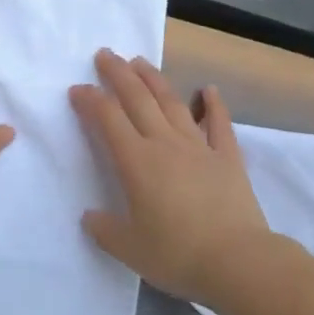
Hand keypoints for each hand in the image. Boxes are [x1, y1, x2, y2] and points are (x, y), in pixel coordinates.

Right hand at [70, 50, 271, 305]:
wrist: (237, 260)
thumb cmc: (178, 255)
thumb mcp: (130, 250)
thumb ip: (105, 230)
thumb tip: (89, 216)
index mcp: (137, 162)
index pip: (108, 120)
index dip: (91, 101)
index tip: (77, 89)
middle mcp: (165, 143)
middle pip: (138, 99)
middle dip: (118, 74)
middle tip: (105, 54)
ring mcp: (198, 145)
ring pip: (172, 102)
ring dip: (154, 79)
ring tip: (140, 61)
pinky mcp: (227, 156)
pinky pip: (219, 123)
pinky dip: (214, 104)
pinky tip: (208, 89)